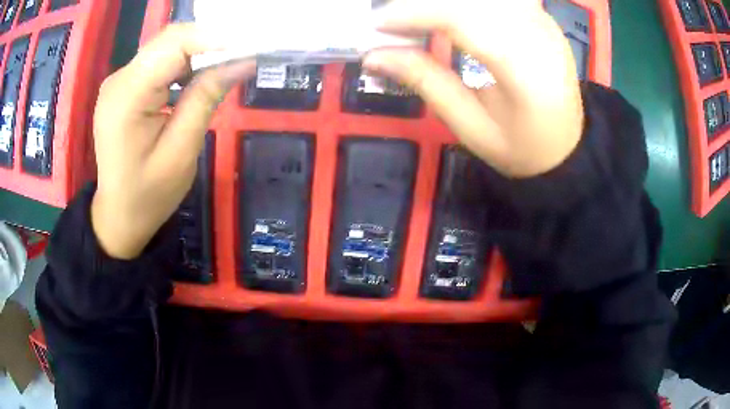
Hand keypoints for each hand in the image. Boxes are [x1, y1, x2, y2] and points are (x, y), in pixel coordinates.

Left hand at [91, 24, 254, 259]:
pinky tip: (199, 75)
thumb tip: (242, 61)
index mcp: (126, 97)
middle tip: (245, 53)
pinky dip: (184, 62)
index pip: (173, 44)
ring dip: (199, 52)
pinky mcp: (124, 87)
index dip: (214, 37)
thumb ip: (206, 98)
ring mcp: (119, 81)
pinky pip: (158, 62)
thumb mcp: (181, 151)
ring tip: (227, 64)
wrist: (119, 215)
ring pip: (165, 47)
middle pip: (169, 40)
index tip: (251, 44)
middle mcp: (118, 80)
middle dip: (210, 42)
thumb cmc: (148, 195)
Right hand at [364, 0, 583, 177]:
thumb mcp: (471, 127)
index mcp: (526, 71)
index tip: (378, 23)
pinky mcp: (541, 17)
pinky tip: (448, 12)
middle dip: (425, 3)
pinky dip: (468, 3)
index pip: (465, 20)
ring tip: (418, 17)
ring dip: (446, 1)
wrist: (567, 148)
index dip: (417, 13)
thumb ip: (427, 82)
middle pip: (475, 0)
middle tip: (393, 19)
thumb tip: (374, 55)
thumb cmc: (521, 148)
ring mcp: (543, 21)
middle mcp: (539, 35)